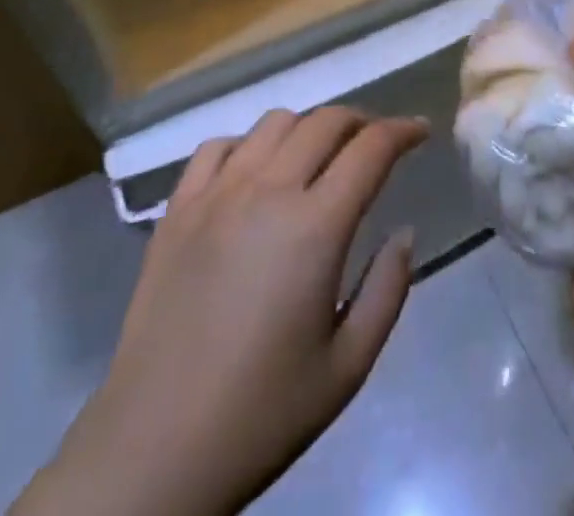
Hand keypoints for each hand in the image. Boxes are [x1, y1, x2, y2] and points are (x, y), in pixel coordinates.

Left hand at [14, 108, 427, 515]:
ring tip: (318, 157)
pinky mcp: (176, 210)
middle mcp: (267, 191)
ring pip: (274, 124)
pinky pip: (217, 147)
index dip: (403, 131)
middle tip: (376, 145)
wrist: (153, 453)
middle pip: (326, 121)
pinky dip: (247, 145)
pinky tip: (254, 173)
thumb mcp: (348, 367)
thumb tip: (405, 231)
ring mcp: (216, 194)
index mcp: (315, 226)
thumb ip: (388, 289)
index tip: (420, 131)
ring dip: (308, 129)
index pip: (371, 149)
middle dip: (362, 122)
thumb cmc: (261, 415)